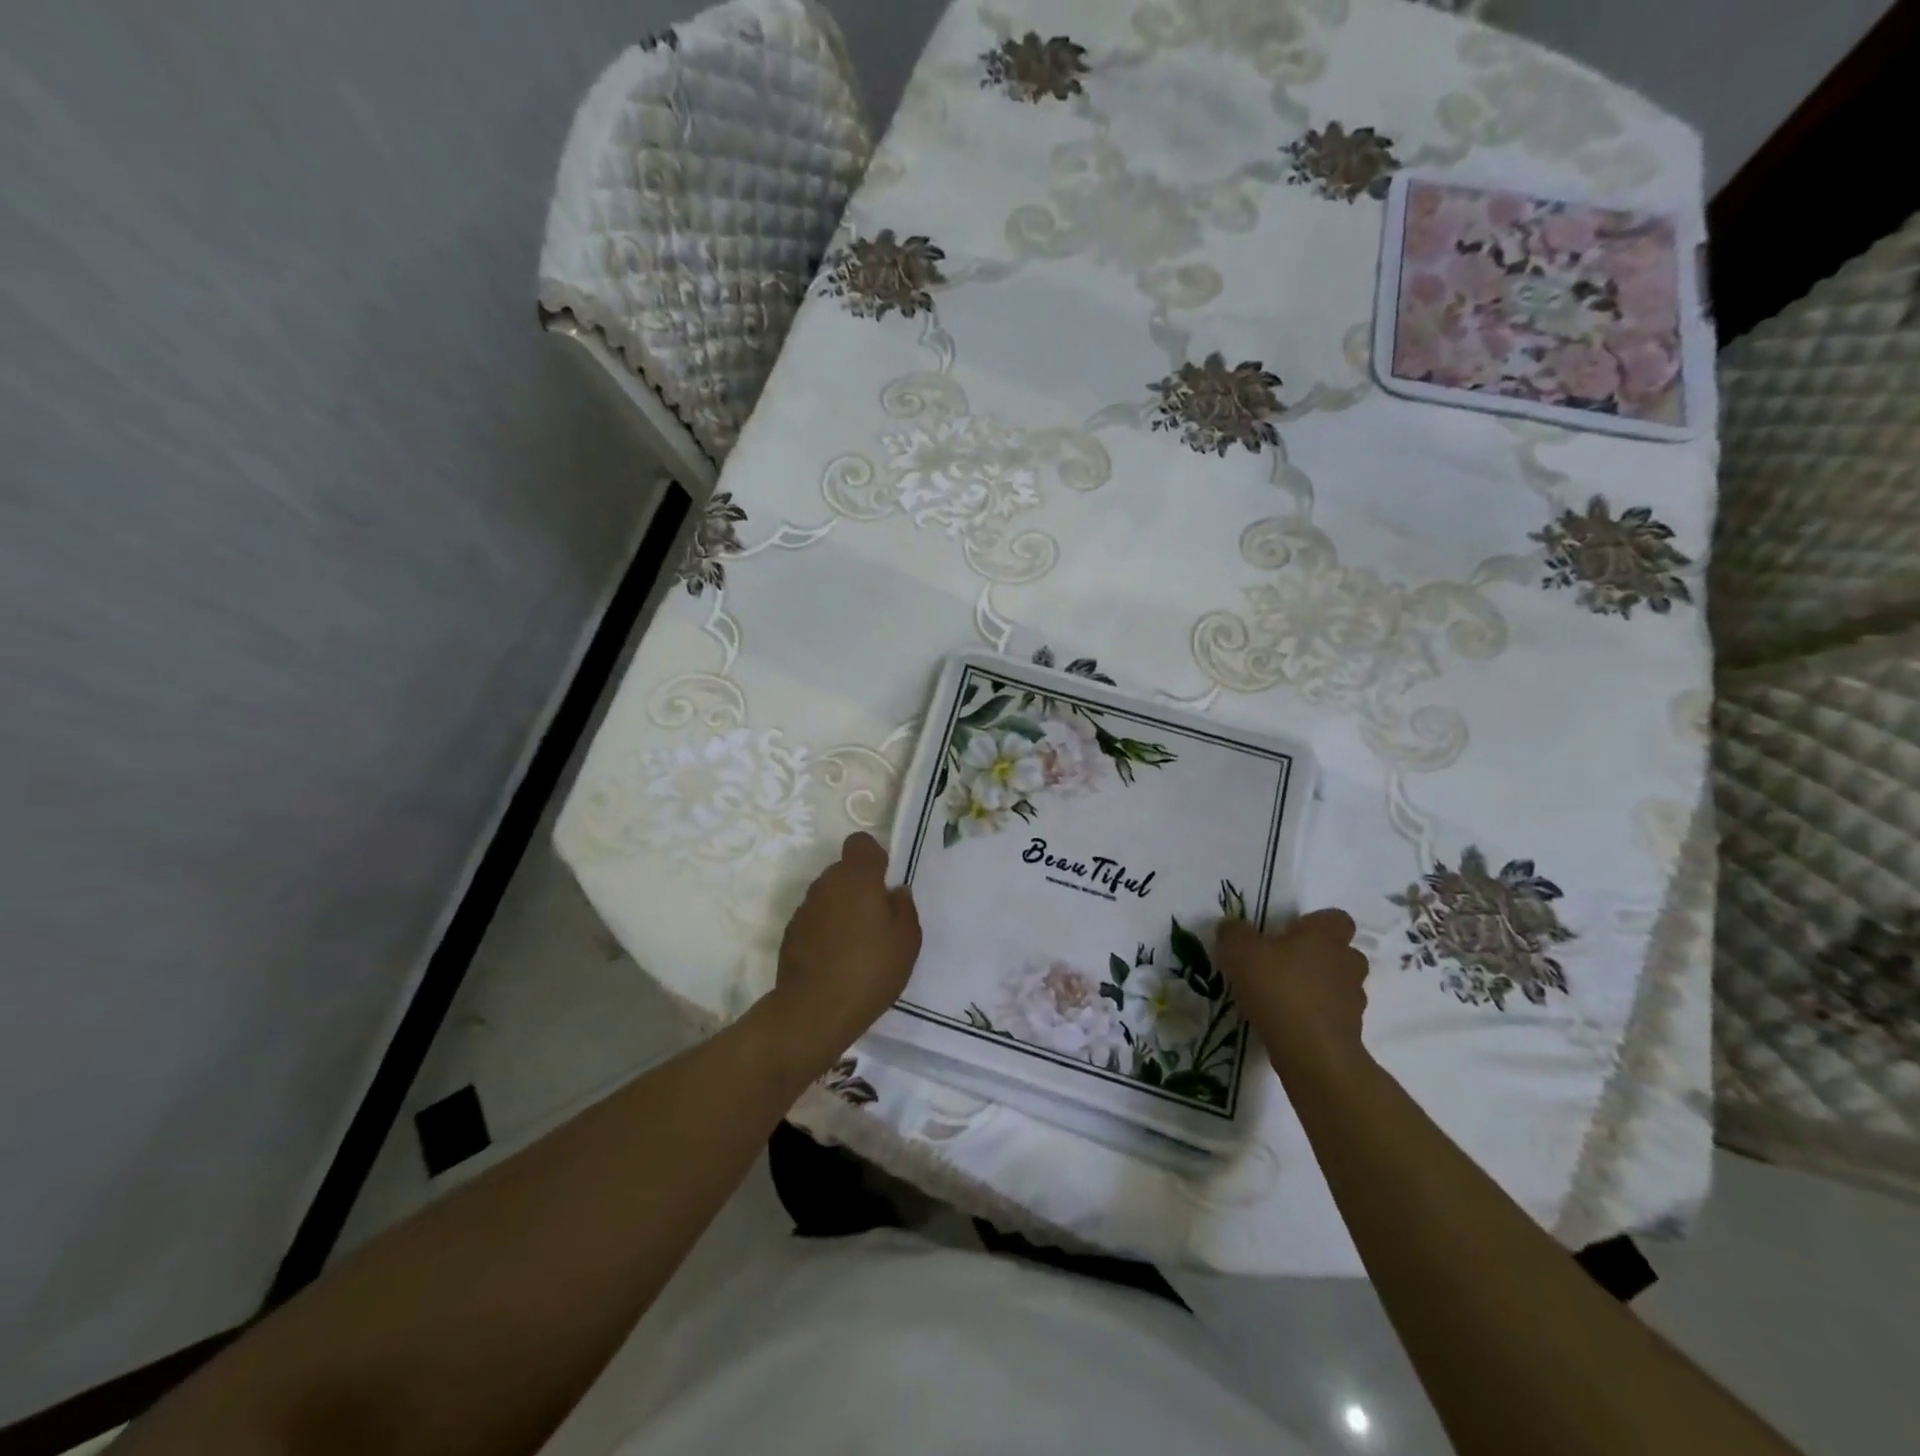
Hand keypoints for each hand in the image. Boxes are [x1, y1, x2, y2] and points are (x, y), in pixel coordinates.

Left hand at [769, 832, 921, 1060]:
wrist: (813, 1011)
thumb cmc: (869, 970)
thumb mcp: (907, 941)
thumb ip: (904, 908)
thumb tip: (894, 892)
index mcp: (857, 877)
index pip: (860, 843)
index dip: (873, 857)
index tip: (884, 881)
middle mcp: (826, 884)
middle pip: (844, 870)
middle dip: (860, 887)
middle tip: (877, 920)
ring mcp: (804, 908)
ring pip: (829, 896)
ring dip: (842, 909)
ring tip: (857, 944)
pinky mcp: (790, 933)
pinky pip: (815, 920)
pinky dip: (826, 930)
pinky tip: (836, 960)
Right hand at [1217, 909, 1369, 1080]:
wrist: (1312, 1052)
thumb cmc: (1279, 988)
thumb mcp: (1239, 951)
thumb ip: (1234, 933)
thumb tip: (1232, 928)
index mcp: (1325, 936)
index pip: (1336, 918)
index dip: (1315, 923)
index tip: (1289, 933)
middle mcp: (1346, 963)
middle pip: (1341, 952)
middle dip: (1319, 957)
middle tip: (1285, 964)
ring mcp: (1353, 1000)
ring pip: (1338, 985)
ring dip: (1318, 988)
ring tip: (1283, 997)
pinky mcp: (1350, 1031)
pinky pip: (1332, 1015)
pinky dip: (1315, 1016)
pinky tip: (1287, 1022)